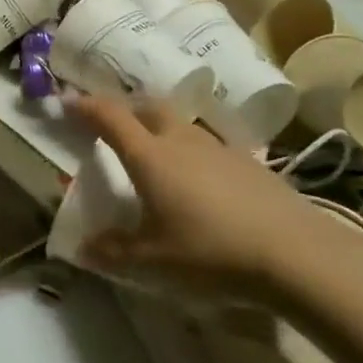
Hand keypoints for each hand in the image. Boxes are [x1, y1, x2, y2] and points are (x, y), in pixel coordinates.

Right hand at [68, 94, 319, 299]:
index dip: (85, 106)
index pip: (110, 117)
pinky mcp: (248, 162)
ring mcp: (219, 147)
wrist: (296, 254)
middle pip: (148, 107)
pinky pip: (207, 144)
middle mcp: (181, 140)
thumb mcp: (153, 261)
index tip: (67, 101)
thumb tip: (83, 248)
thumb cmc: (211, 252)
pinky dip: (190, 149)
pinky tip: (198, 178)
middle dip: (125, 109)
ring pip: (180, 123)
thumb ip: (114, 251)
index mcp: (150, 156)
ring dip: (159, 126)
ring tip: (154, 151)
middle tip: (111, 124)